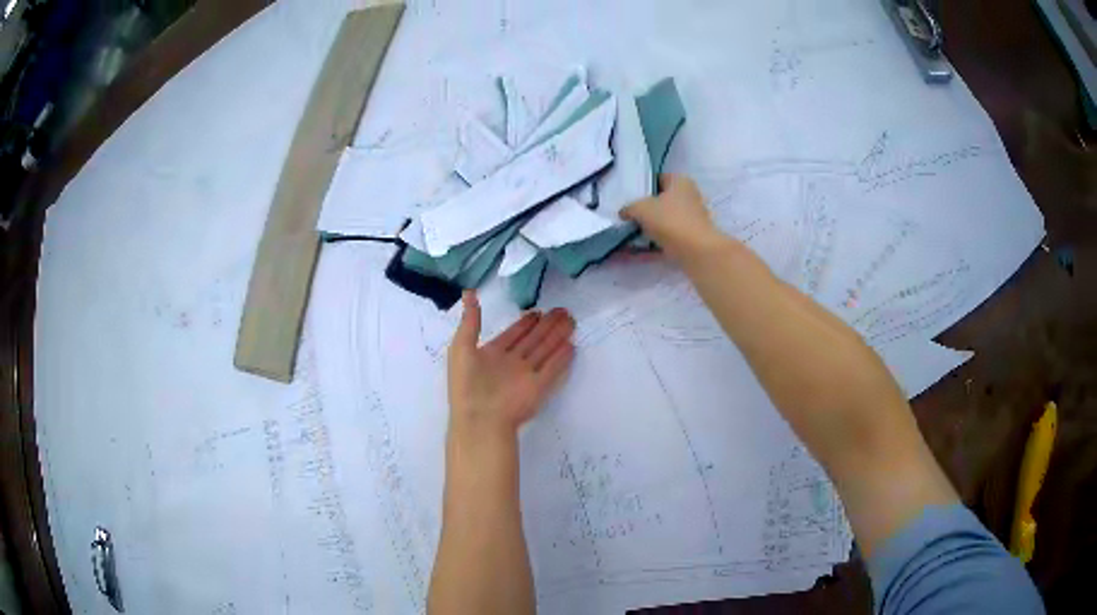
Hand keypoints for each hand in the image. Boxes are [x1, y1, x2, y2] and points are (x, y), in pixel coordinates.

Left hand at [447, 291, 575, 438]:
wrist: (479, 419)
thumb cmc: (467, 383)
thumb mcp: (461, 347)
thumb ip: (470, 322)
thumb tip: (469, 293)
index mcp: (491, 355)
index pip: (513, 335)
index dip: (524, 323)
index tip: (537, 310)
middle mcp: (511, 364)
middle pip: (533, 340)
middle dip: (546, 326)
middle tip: (562, 310)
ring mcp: (525, 376)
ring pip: (545, 351)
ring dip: (557, 336)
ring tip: (570, 321)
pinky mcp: (538, 388)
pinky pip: (552, 369)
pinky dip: (561, 358)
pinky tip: (571, 345)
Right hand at [621, 174, 724, 259]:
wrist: (695, 251)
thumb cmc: (670, 220)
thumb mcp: (641, 208)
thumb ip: (629, 208)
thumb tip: (625, 213)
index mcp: (681, 181)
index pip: (658, 179)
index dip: (643, 188)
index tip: (630, 199)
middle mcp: (690, 197)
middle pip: (663, 201)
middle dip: (647, 210)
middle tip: (630, 217)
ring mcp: (693, 218)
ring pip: (666, 221)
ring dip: (651, 228)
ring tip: (633, 234)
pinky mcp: (692, 238)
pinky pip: (669, 237)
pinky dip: (657, 242)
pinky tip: (642, 250)